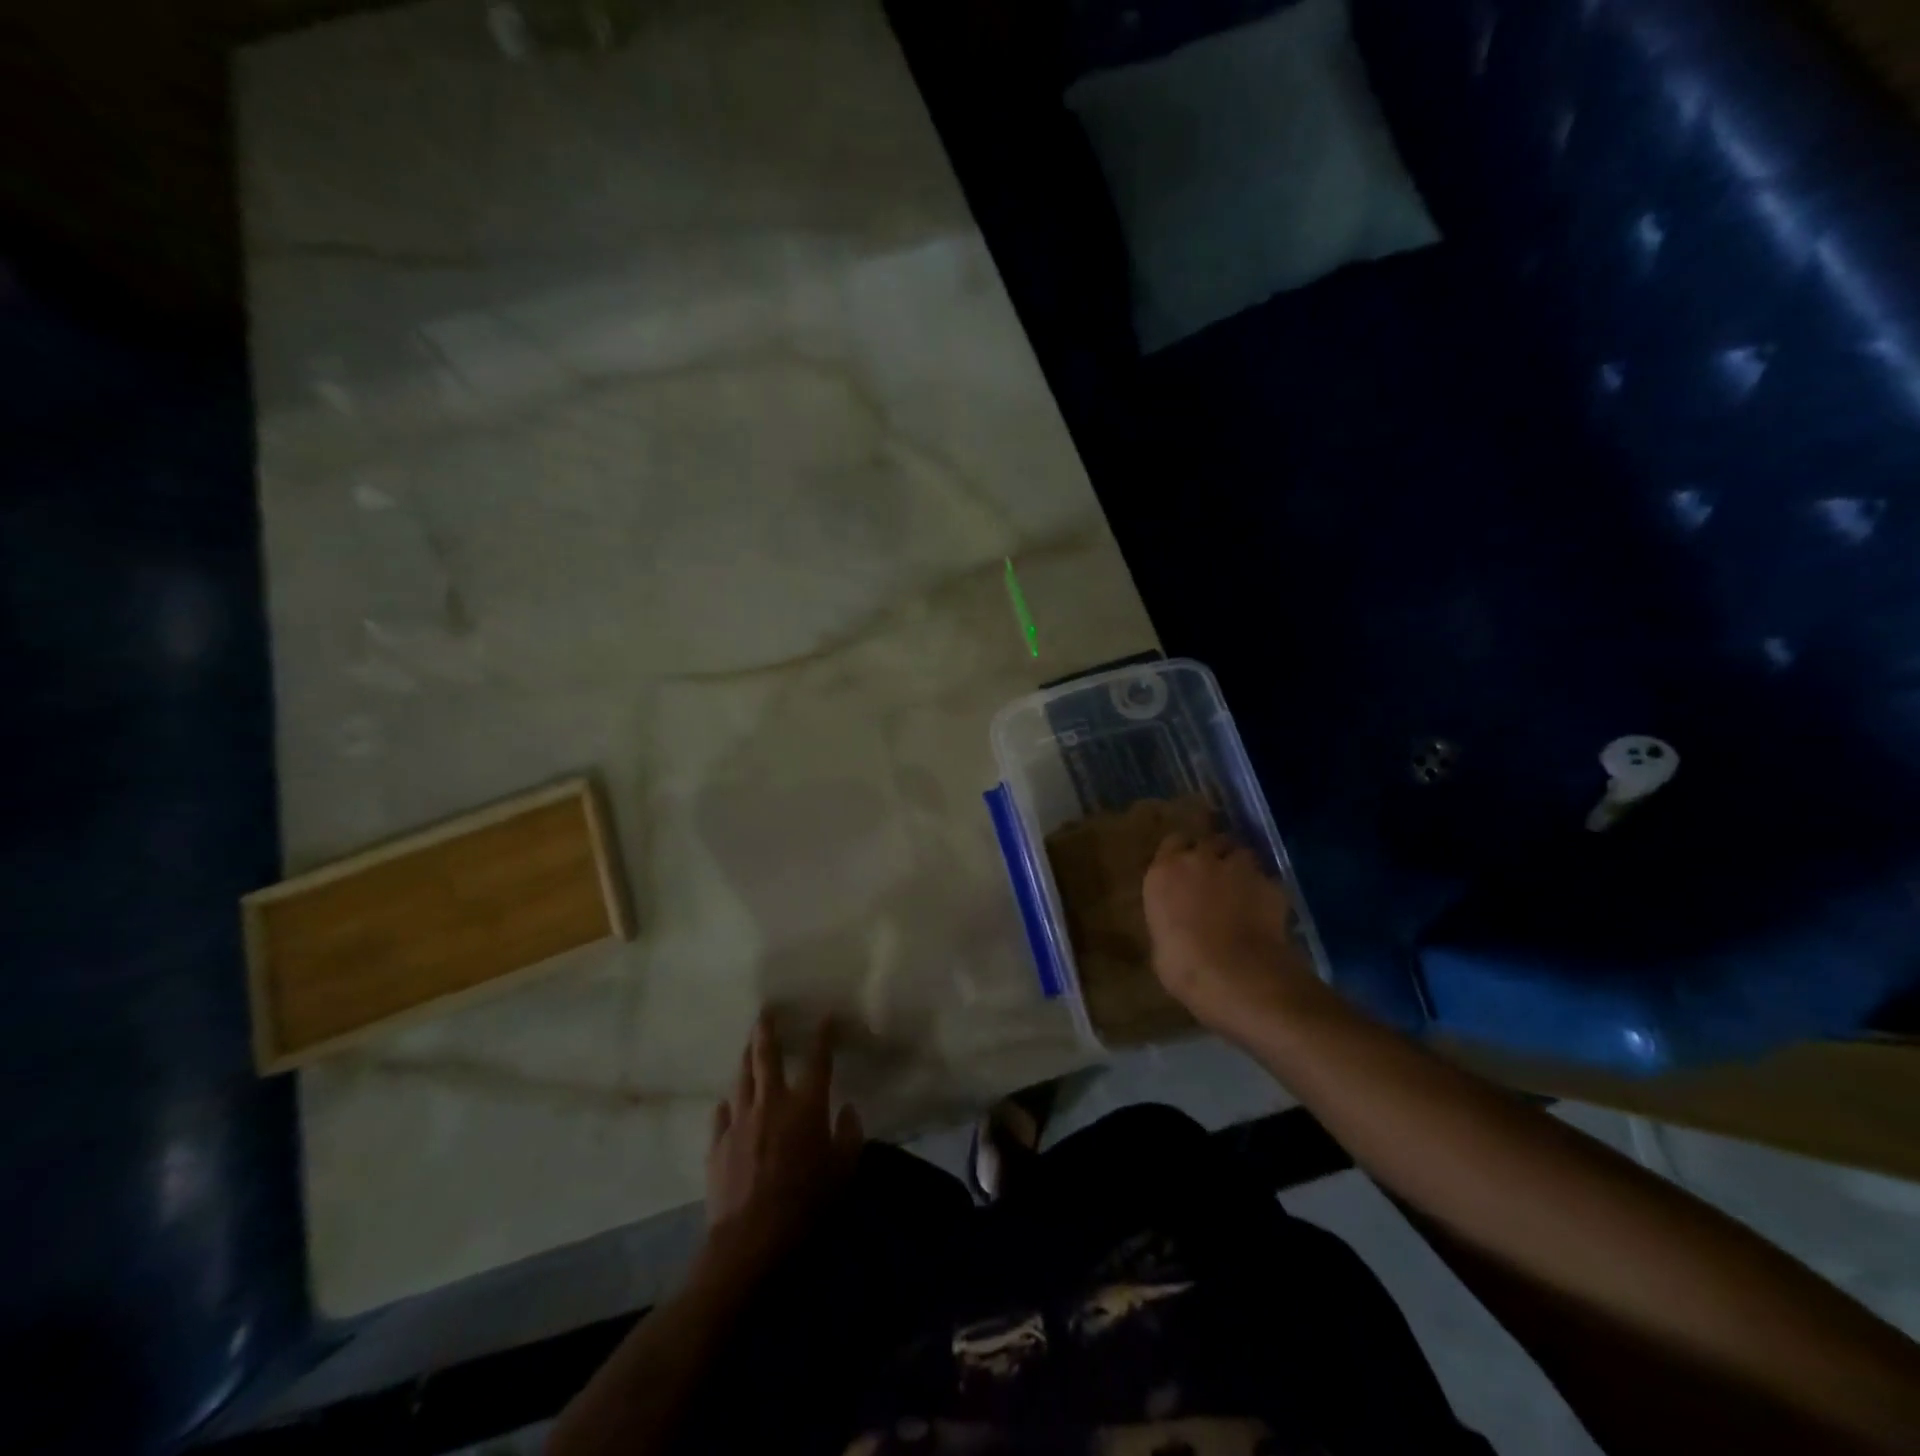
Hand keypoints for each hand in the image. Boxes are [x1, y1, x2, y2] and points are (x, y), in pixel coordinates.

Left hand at [701, 1014, 863, 1284]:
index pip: (818, 1060)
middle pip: (766, 1055)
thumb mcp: (842, 1170)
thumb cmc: (805, 1202)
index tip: (826, 1016)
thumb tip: (849, 1109)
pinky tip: (727, 1103)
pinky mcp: (717, 1143)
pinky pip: (721, 1114)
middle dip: (767, 1030)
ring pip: (741, 1078)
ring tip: (748, 1045)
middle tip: (766, 1011)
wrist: (750, 1239)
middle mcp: (771, 1101)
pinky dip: (727, 1104)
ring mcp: (739, 1120)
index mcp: (806, 1105)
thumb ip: (850, 1135)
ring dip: (746, 1058)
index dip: (823, 1035)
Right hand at [1143, 832, 1318, 1036]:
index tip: (1184, 870)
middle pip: (1208, 841)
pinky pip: (1266, 879)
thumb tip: (1180, 921)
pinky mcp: (1271, 883)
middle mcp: (1200, 859)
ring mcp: (1239, 867)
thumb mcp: (1162, 943)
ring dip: (1239, 867)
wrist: (1238, 976)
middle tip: (1214, 878)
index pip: (1172, 843)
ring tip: (1242, 889)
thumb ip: (1171, 918)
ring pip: (1241, 854)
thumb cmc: (1185, 967)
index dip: (1181, 854)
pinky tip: (1265, 910)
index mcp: (1164, 872)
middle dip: (1212, 854)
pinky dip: (1264, 890)